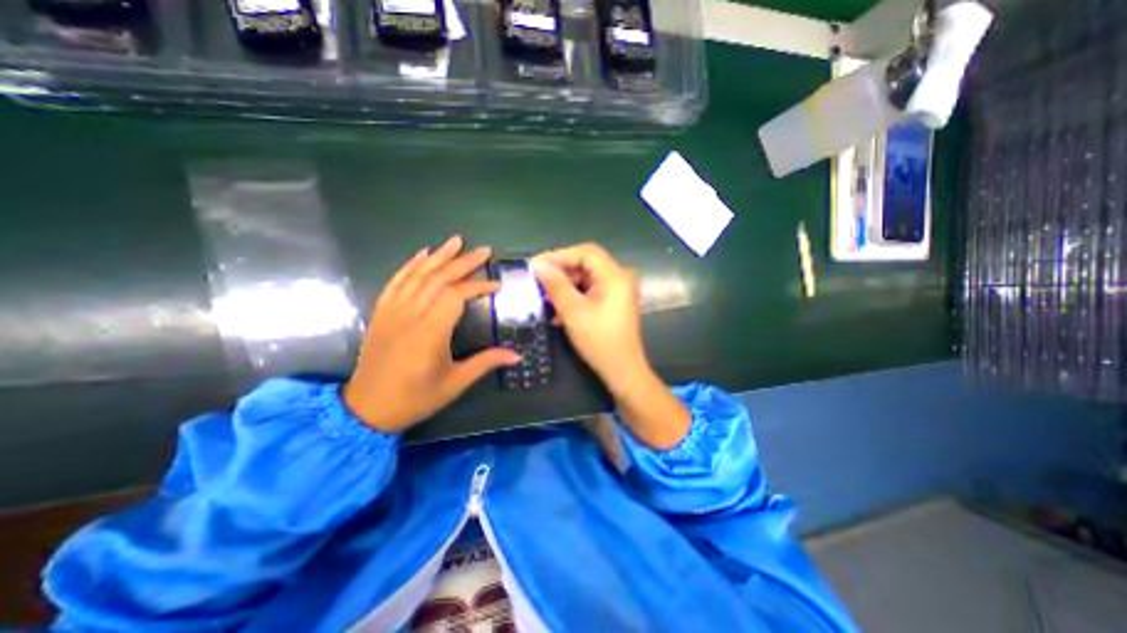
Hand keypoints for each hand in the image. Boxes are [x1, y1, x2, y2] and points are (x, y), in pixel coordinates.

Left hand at [344, 234, 522, 432]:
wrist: (367, 408)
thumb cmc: (416, 398)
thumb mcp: (455, 384)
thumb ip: (486, 363)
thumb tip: (517, 355)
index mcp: (429, 334)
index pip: (455, 296)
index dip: (477, 286)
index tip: (497, 286)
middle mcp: (409, 316)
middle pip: (438, 279)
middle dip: (463, 262)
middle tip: (483, 250)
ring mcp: (392, 312)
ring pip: (417, 275)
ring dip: (438, 256)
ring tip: (456, 241)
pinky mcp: (381, 312)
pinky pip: (396, 282)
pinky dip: (410, 265)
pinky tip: (423, 253)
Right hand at [535, 243, 692, 449]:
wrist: (622, 370)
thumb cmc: (599, 341)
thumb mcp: (573, 311)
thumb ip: (555, 285)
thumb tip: (538, 265)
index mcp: (614, 276)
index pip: (585, 252)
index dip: (559, 255)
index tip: (537, 264)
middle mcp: (619, 278)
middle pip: (586, 264)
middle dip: (561, 272)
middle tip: (538, 281)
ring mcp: (618, 290)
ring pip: (586, 279)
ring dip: (565, 287)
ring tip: (545, 298)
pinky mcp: (613, 302)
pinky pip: (591, 291)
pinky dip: (574, 297)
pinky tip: (559, 311)